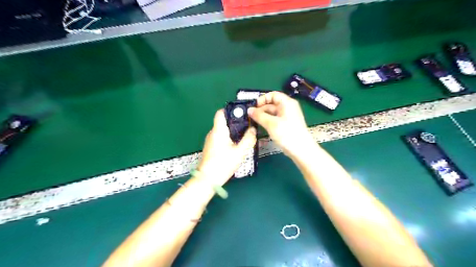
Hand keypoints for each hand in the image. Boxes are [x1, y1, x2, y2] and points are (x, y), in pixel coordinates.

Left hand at [197, 109, 255, 183]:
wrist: (208, 179)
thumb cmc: (223, 163)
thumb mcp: (240, 151)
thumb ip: (248, 139)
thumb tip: (253, 129)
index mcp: (218, 130)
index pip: (221, 112)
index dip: (231, 110)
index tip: (242, 114)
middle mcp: (213, 133)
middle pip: (224, 122)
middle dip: (236, 122)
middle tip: (248, 127)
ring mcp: (210, 141)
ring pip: (223, 131)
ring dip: (233, 132)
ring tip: (244, 136)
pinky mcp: (211, 147)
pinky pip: (221, 138)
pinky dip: (229, 139)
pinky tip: (236, 146)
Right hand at [247, 92, 317, 157]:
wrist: (301, 150)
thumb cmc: (287, 134)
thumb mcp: (271, 123)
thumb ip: (259, 116)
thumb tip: (249, 110)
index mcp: (287, 103)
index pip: (273, 95)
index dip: (263, 99)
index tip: (254, 106)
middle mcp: (288, 108)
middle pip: (272, 104)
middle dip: (261, 109)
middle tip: (252, 116)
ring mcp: (287, 117)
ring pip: (272, 113)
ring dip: (263, 116)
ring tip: (255, 122)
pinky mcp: (286, 125)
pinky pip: (275, 119)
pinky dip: (268, 121)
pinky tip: (262, 126)